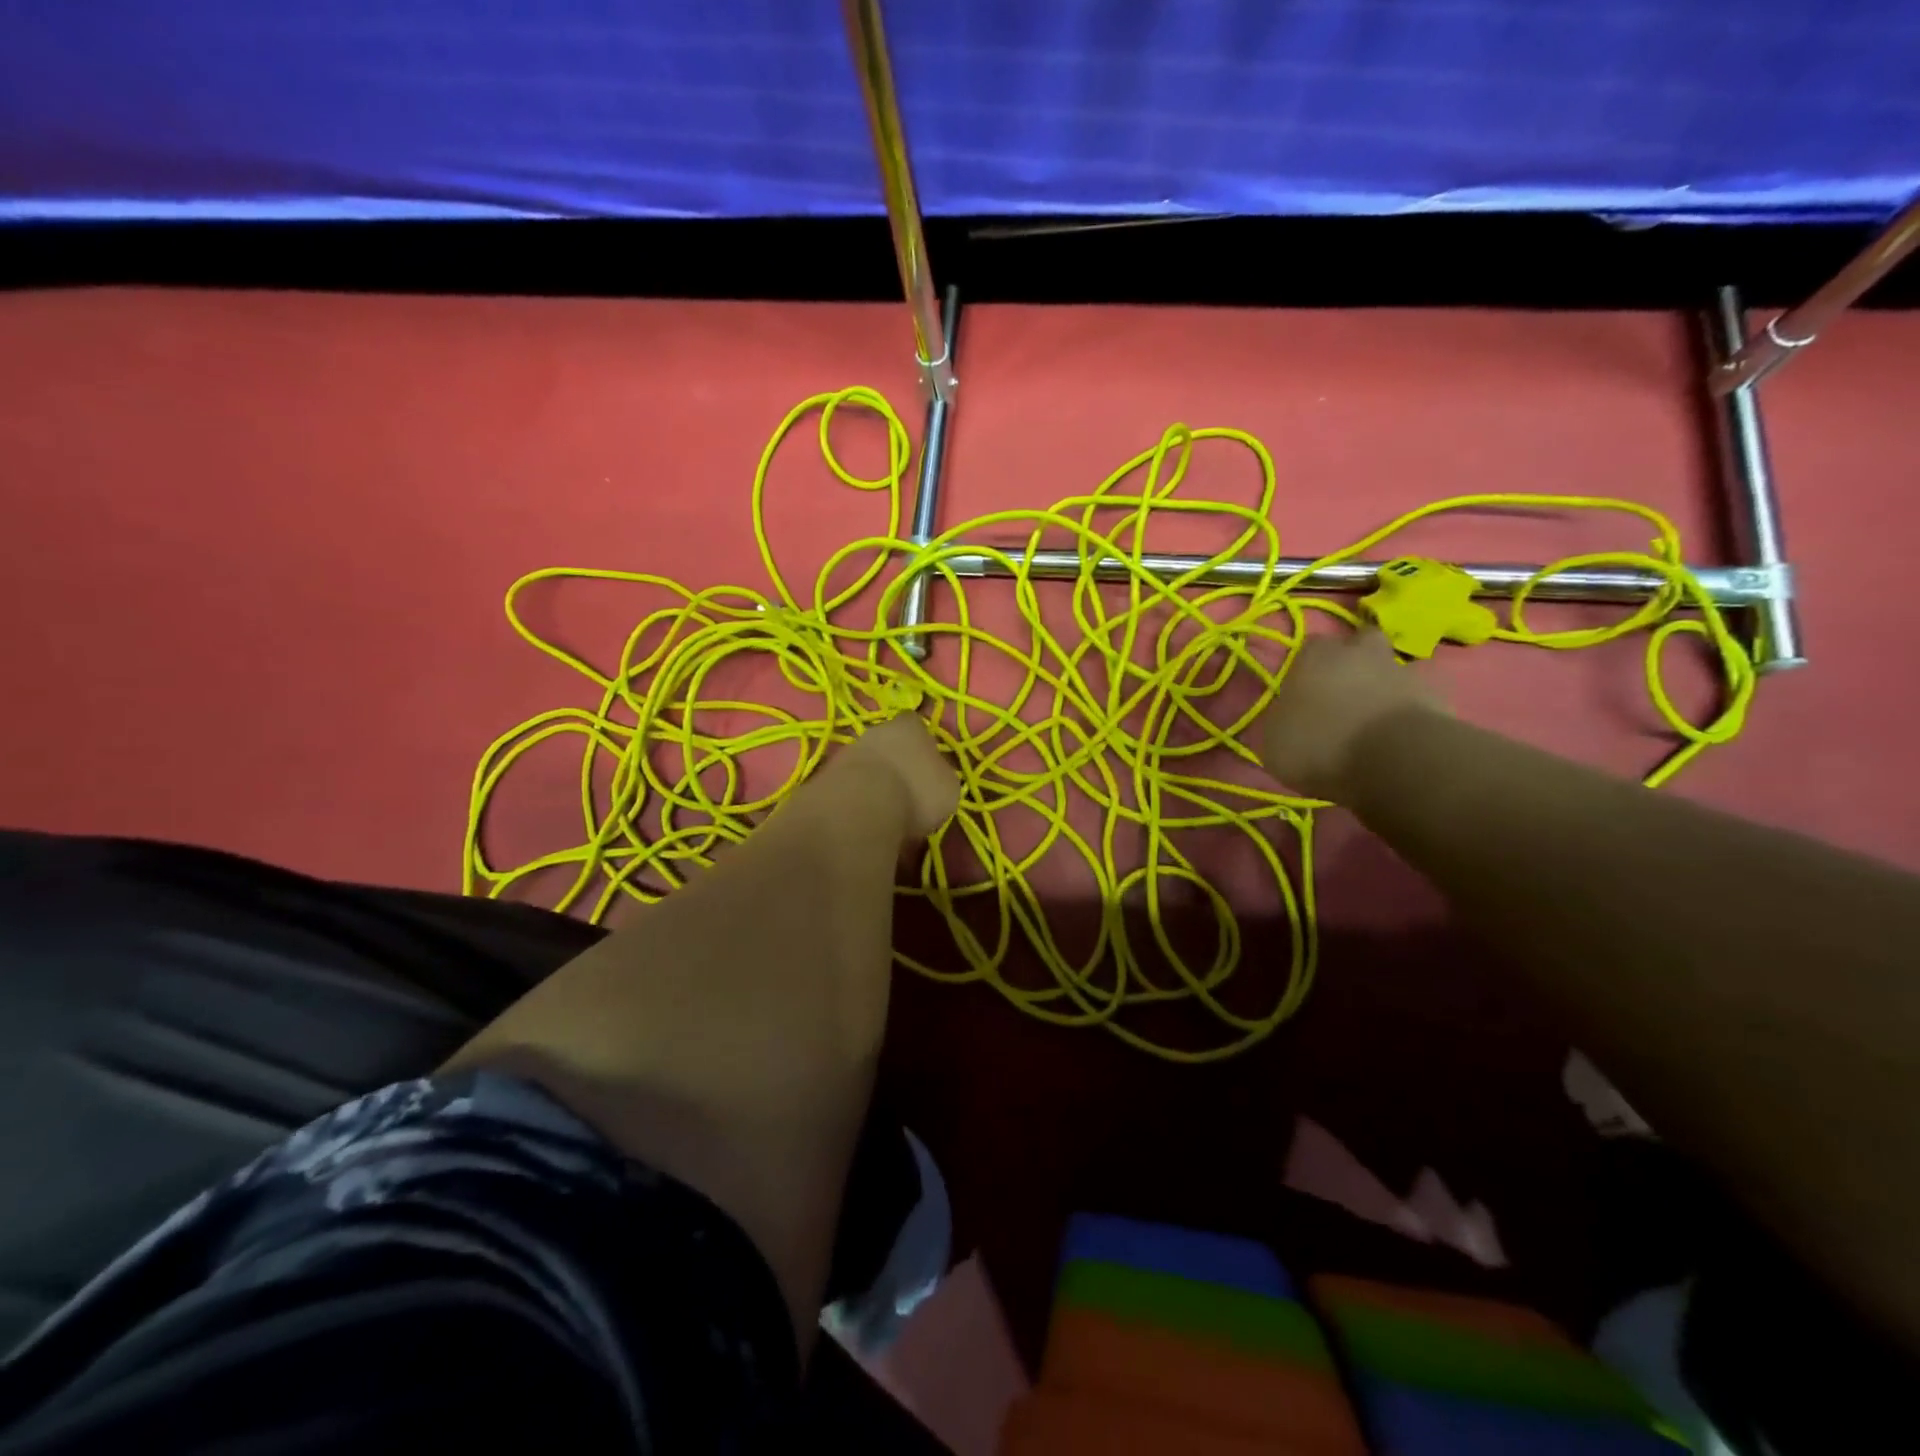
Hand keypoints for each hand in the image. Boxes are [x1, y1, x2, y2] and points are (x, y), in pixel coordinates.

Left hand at [841, 712, 960, 841]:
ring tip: (882, 808)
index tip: (926, 765)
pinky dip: (854, 797)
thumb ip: (941, 777)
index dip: (922, 743)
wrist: (859, 808)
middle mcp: (876, 731)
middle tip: (905, 789)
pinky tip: (862, 817)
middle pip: (886, 742)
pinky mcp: (825, 776)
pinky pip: (847, 784)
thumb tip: (935, 779)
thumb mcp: (947, 788)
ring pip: (864, 762)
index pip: (917, 725)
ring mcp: (847, 752)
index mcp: (910, 727)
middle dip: (894, 761)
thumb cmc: (916, 792)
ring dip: (871, 780)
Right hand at [1258, 628, 1444, 800]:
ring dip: (1384, 687)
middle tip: (1343, 692)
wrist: (1394, 761)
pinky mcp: (1438, 698)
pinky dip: (1409, 712)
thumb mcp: (1274, 740)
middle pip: (1360, 643)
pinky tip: (1398, 737)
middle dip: (1354, 661)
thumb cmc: (1320, 744)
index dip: (1307, 667)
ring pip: (1392, 669)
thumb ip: (1282, 719)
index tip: (1303, 691)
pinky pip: (1419, 699)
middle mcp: (1361, 653)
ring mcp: (1404, 672)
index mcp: (1315, 656)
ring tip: (1372, 721)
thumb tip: (1289, 716)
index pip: (1310, 646)